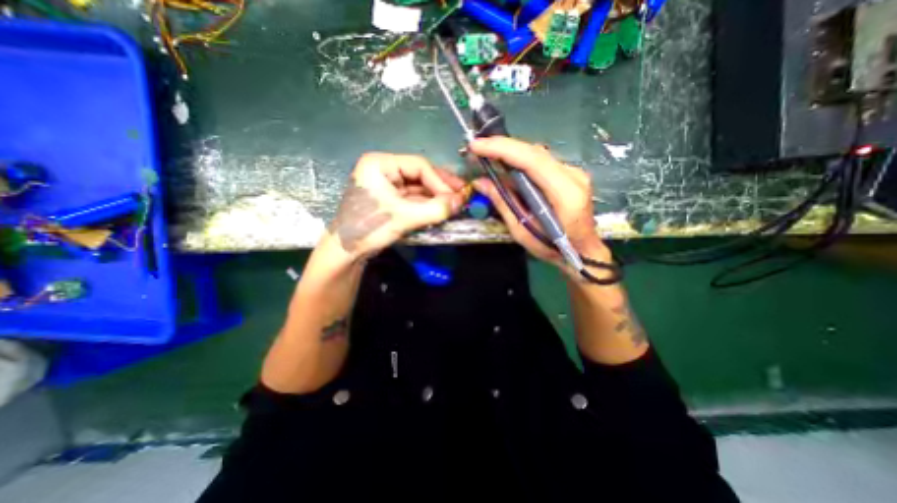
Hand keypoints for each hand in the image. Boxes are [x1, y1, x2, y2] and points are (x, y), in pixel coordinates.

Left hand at [325, 151, 462, 262]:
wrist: (346, 252)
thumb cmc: (369, 227)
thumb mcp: (404, 217)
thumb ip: (435, 209)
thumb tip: (461, 202)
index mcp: (380, 164)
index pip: (419, 166)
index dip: (440, 181)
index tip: (456, 197)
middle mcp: (384, 170)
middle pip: (420, 175)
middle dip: (441, 188)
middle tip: (462, 196)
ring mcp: (387, 186)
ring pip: (419, 188)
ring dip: (436, 197)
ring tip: (455, 205)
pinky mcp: (390, 201)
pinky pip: (414, 199)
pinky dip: (428, 205)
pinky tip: (441, 210)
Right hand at [469, 137, 609, 270]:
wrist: (582, 250)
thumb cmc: (552, 248)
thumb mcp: (523, 231)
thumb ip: (503, 203)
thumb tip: (480, 182)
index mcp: (565, 194)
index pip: (532, 160)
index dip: (502, 149)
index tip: (477, 146)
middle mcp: (573, 176)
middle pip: (534, 152)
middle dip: (503, 146)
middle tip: (477, 148)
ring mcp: (574, 172)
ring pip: (537, 154)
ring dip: (511, 152)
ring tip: (487, 154)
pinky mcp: (570, 174)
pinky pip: (541, 161)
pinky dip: (521, 159)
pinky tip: (507, 163)